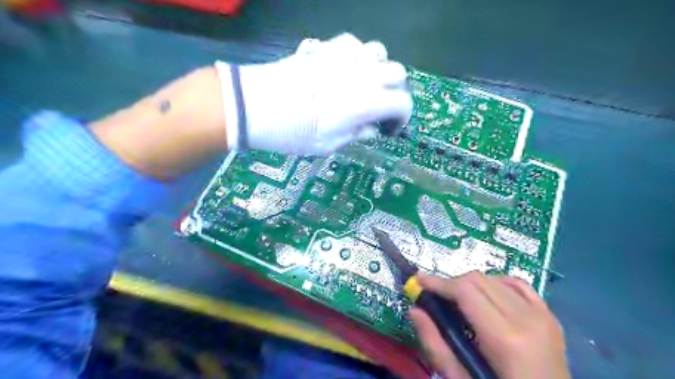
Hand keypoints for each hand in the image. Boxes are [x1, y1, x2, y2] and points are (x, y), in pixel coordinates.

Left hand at [217, 32, 410, 155]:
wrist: (255, 106)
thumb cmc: (293, 133)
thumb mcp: (328, 145)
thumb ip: (356, 134)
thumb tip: (371, 128)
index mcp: (366, 101)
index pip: (402, 102)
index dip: (402, 117)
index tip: (390, 128)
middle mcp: (361, 74)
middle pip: (397, 73)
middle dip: (395, 91)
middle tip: (379, 107)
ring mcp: (343, 56)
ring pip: (379, 52)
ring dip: (379, 69)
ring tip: (365, 85)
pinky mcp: (325, 47)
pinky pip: (353, 44)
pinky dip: (357, 56)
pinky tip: (345, 69)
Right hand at [409, 271, 571, 378]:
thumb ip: (436, 345)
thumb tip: (415, 310)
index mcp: (505, 338)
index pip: (465, 291)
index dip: (439, 282)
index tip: (419, 280)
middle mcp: (526, 319)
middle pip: (478, 280)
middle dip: (451, 283)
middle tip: (436, 295)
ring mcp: (542, 316)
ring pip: (495, 279)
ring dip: (471, 284)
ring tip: (458, 299)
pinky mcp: (549, 316)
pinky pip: (518, 284)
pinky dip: (497, 283)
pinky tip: (486, 294)